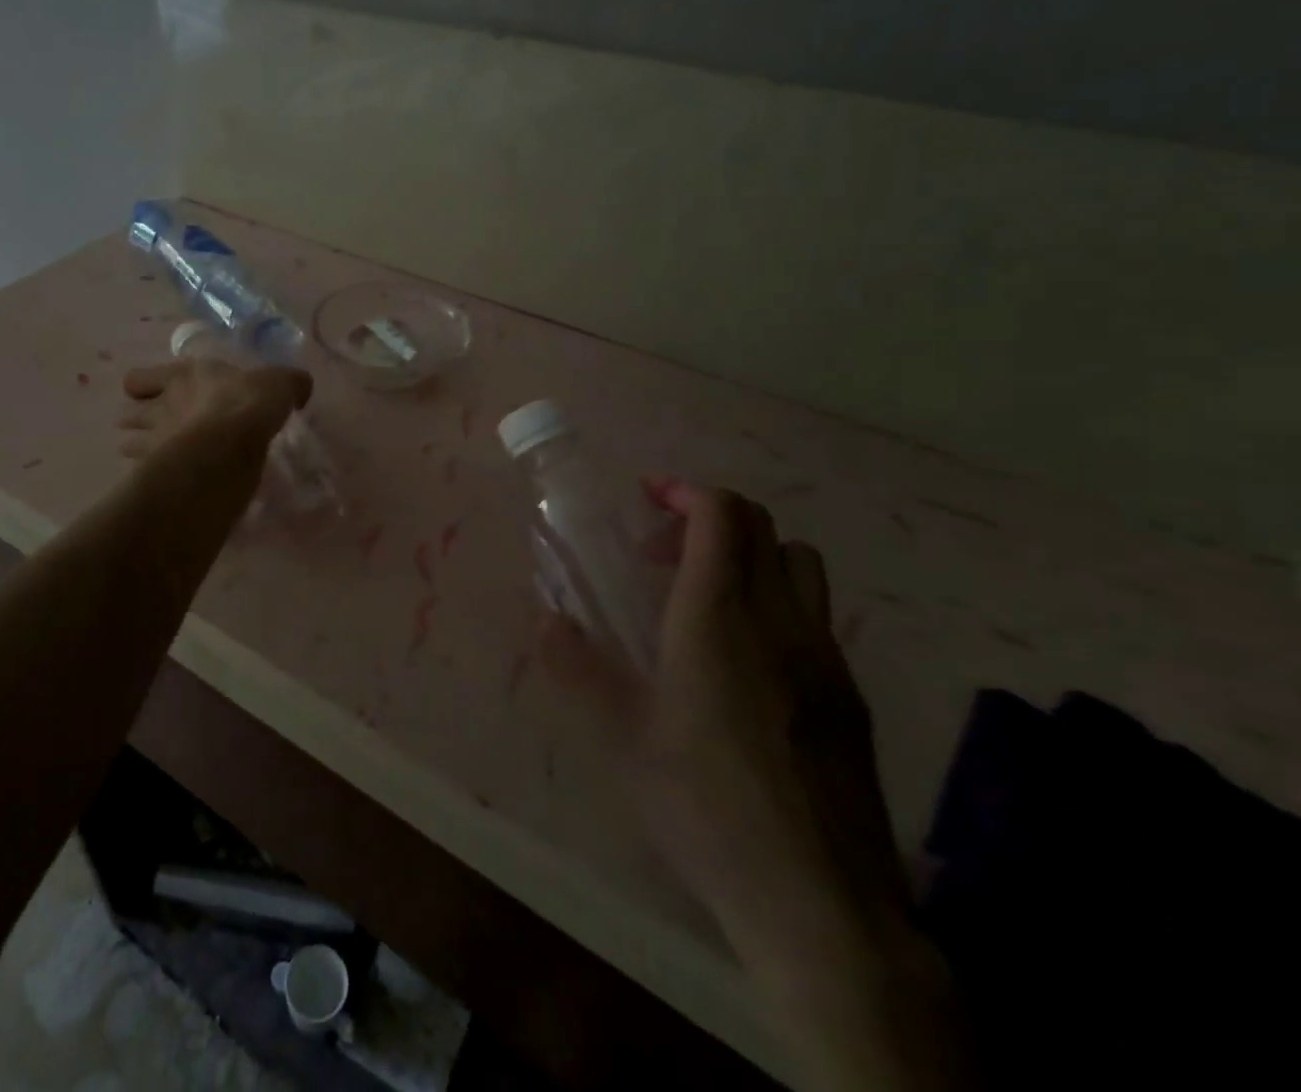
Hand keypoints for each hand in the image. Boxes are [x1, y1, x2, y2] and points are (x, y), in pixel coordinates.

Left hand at [116, 358, 312, 460]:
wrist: (229, 447)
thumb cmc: (248, 405)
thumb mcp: (279, 384)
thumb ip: (287, 384)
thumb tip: (299, 387)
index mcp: (183, 377)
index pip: (139, 378)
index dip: (144, 386)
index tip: (157, 394)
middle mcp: (161, 407)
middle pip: (128, 414)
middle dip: (136, 421)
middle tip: (156, 430)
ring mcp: (154, 442)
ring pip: (128, 444)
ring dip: (138, 449)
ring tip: (157, 458)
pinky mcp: (158, 475)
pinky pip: (142, 474)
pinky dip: (150, 478)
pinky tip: (169, 482)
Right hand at [548, 481, 907, 978]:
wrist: (819, 900)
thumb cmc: (706, 807)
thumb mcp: (624, 738)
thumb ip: (579, 669)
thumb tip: (543, 620)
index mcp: (718, 619)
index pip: (722, 516)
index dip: (686, 491)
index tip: (649, 498)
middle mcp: (778, 620)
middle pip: (762, 526)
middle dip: (709, 517)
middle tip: (661, 552)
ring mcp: (824, 655)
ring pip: (799, 562)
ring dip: (751, 552)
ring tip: (707, 594)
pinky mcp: (849, 693)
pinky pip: (814, 613)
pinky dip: (776, 598)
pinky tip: (747, 659)